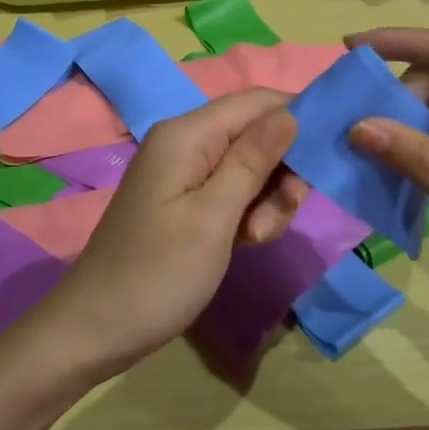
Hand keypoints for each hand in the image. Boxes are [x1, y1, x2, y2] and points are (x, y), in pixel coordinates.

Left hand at [24, 89, 300, 381]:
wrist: (96, 328)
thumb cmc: (158, 272)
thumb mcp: (214, 216)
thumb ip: (253, 160)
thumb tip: (290, 113)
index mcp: (187, 134)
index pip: (257, 101)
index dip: (298, 117)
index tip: (332, 156)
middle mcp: (185, 142)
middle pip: (257, 134)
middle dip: (281, 172)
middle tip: (282, 216)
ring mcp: (184, 173)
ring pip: (250, 167)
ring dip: (266, 200)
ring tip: (255, 239)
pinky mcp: (185, 200)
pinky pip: (232, 192)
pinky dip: (247, 214)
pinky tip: (244, 244)